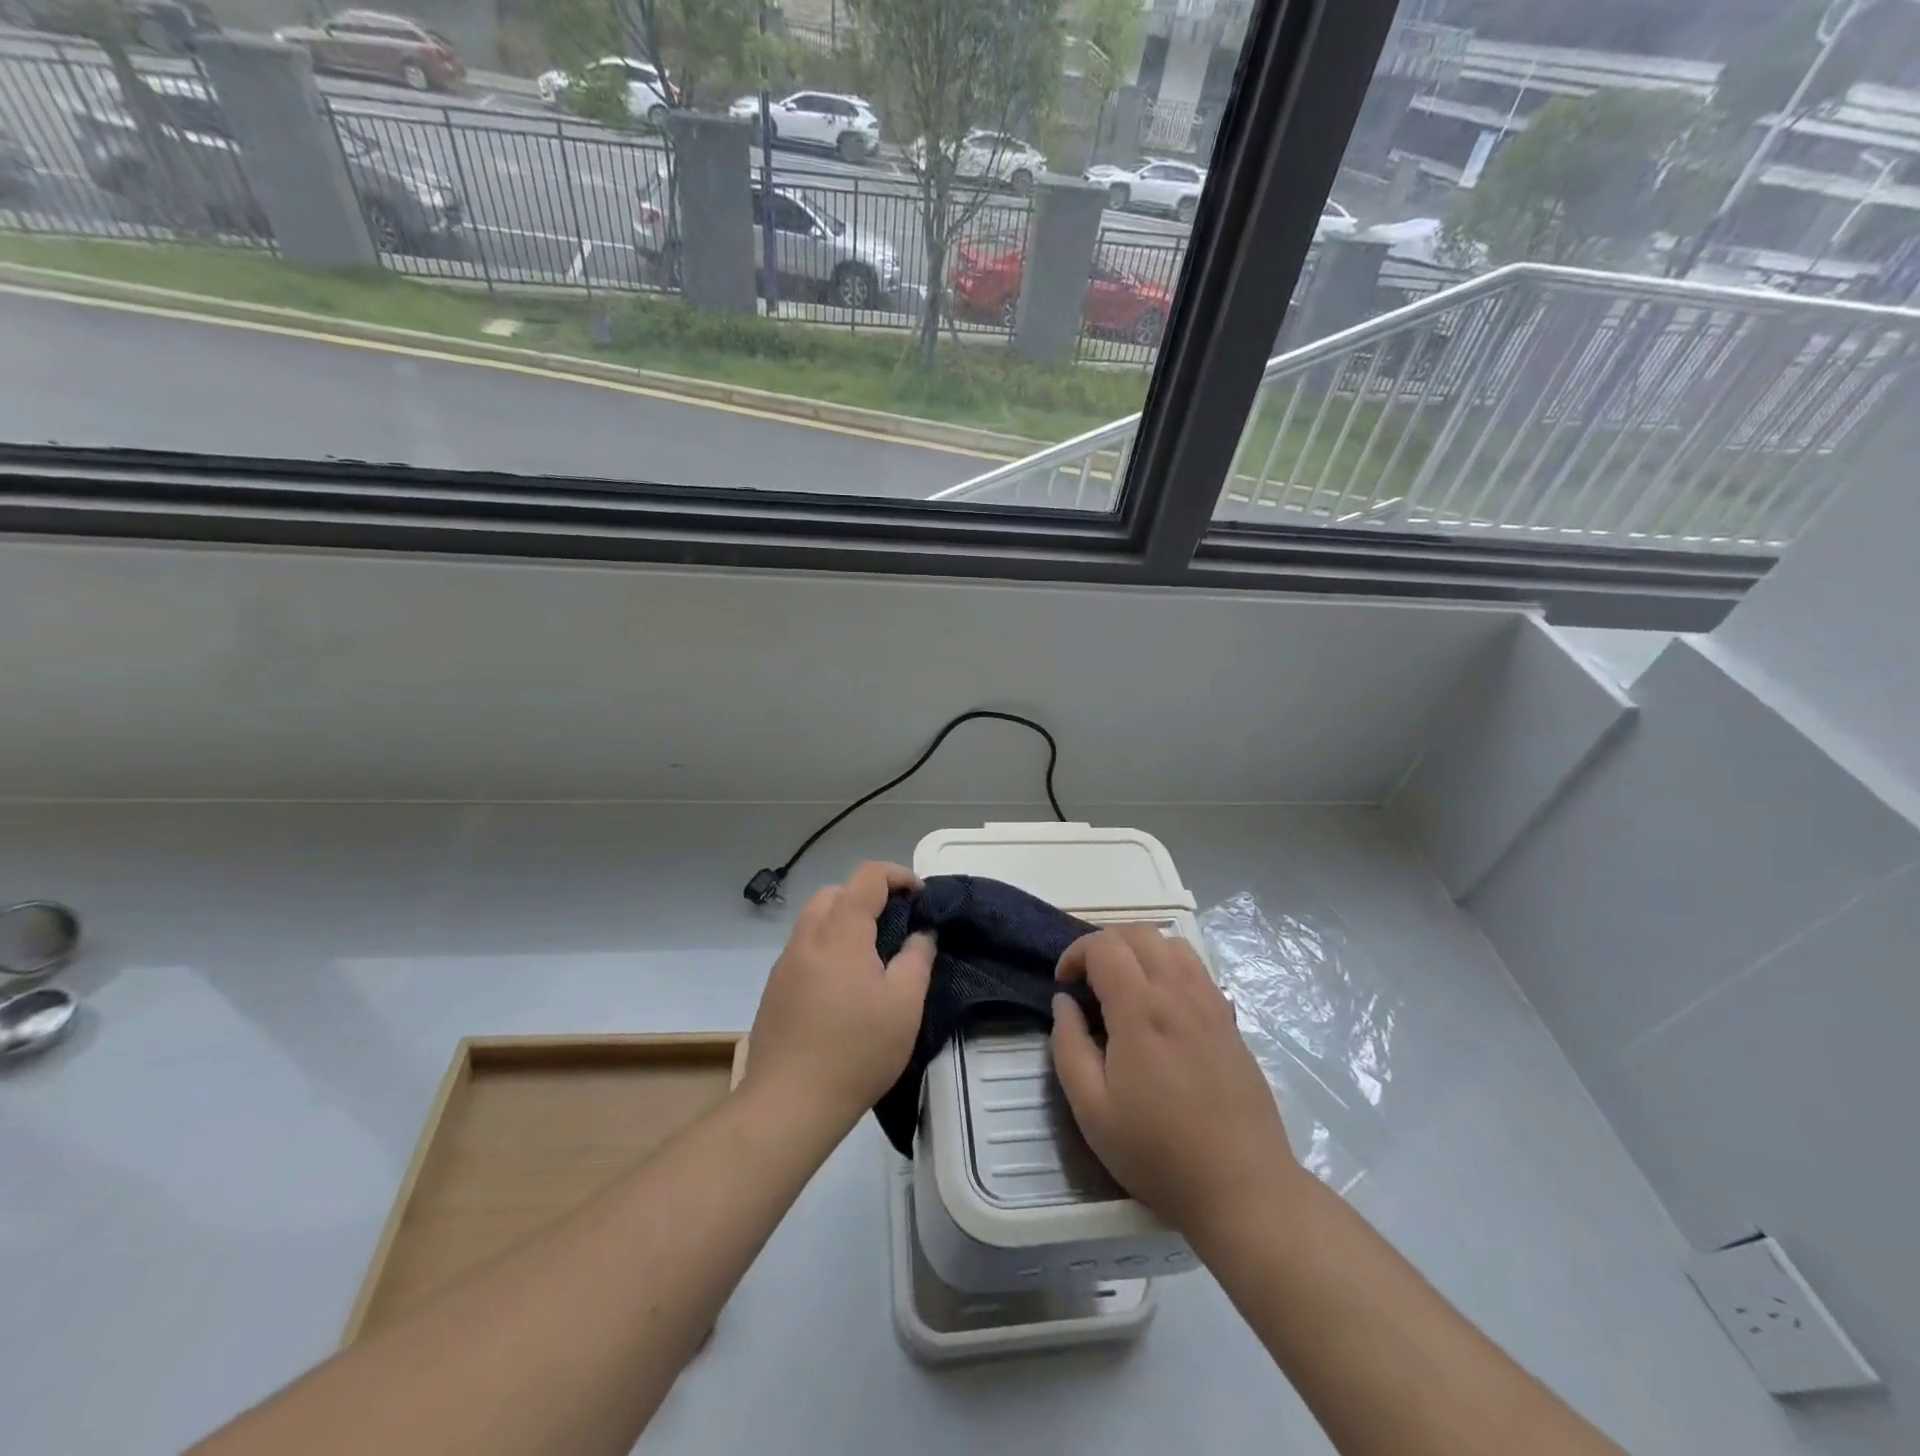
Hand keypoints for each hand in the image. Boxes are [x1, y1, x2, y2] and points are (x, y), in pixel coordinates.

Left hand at [745, 861, 935, 1135]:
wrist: (788, 1103)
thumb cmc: (856, 1050)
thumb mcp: (904, 1005)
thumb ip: (917, 959)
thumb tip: (921, 934)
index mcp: (840, 932)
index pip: (867, 876)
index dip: (898, 875)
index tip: (920, 896)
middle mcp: (808, 937)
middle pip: (836, 893)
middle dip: (868, 896)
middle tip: (895, 925)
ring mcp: (785, 964)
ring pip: (816, 920)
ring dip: (845, 922)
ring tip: (872, 957)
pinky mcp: (774, 989)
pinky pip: (805, 949)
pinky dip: (828, 947)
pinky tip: (844, 987)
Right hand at [1051, 925, 1299, 1235]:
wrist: (1242, 1188)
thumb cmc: (1158, 1152)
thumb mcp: (1092, 1110)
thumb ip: (1069, 1046)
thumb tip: (1063, 1002)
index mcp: (1141, 1011)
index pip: (1104, 946)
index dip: (1075, 953)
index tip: (1063, 984)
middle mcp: (1178, 994)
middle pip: (1138, 933)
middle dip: (1104, 944)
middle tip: (1088, 980)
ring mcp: (1210, 1004)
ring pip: (1171, 943)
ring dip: (1139, 949)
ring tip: (1123, 985)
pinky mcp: (1230, 1020)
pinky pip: (1197, 968)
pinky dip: (1169, 965)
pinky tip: (1161, 1004)